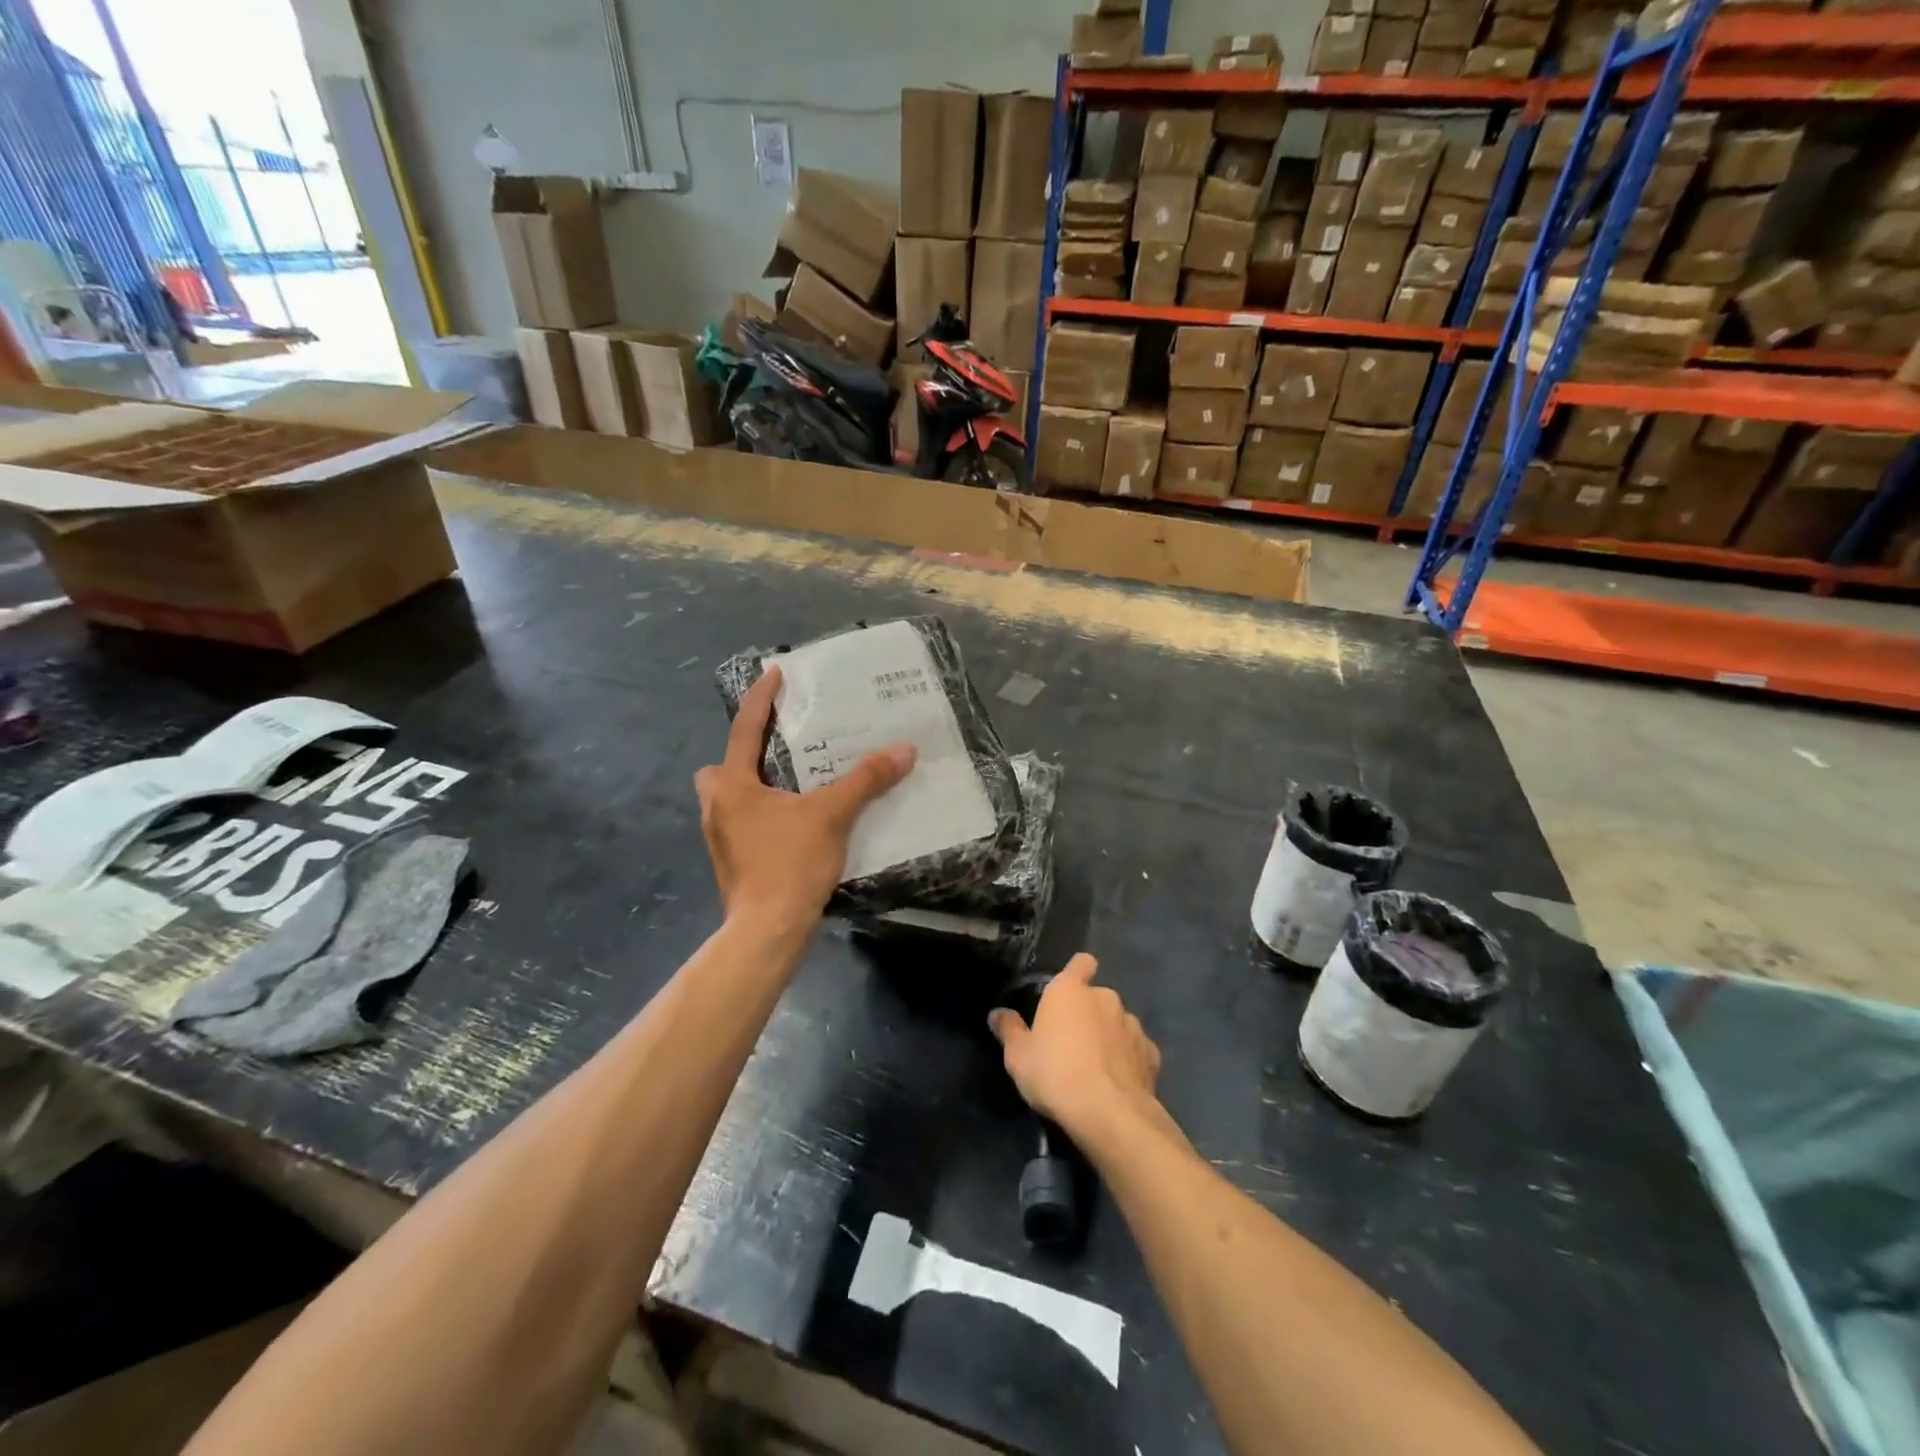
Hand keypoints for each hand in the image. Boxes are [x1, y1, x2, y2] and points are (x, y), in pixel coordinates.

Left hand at [696, 666, 914, 928]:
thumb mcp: (832, 816)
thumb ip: (866, 781)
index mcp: (732, 786)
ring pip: (730, 798)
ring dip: (753, 788)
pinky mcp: (731, 862)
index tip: (774, 673)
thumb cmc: (790, 864)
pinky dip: (762, 815)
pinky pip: (742, 823)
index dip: (761, 698)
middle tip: (778, 752)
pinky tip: (793, 824)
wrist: (767, 931)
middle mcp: (717, 806)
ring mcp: (719, 838)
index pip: (745, 729)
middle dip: (743, 756)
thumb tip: (903, 750)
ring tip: (793, 787)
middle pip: (721, 767)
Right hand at [988, 954, 1161, 1137]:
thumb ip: (1009, 1030)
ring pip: (1118, 1022)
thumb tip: (997, 1014)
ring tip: (1096, 1066)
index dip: (1077, 972)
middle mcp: (1105, 998)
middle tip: (1072, 1042)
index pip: (1081, 962)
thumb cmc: (1055, 1074)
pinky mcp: (1151, 1053)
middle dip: (1089, 1013)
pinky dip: (1128, 1060)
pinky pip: (1136, 1049)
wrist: (1109, 1113)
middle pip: (1097, 997)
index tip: (1069, 990)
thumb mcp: (1018, 1057)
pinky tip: (1118, 1082)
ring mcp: (1132, 1024)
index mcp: (1070, 990)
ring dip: (1109, 1036)